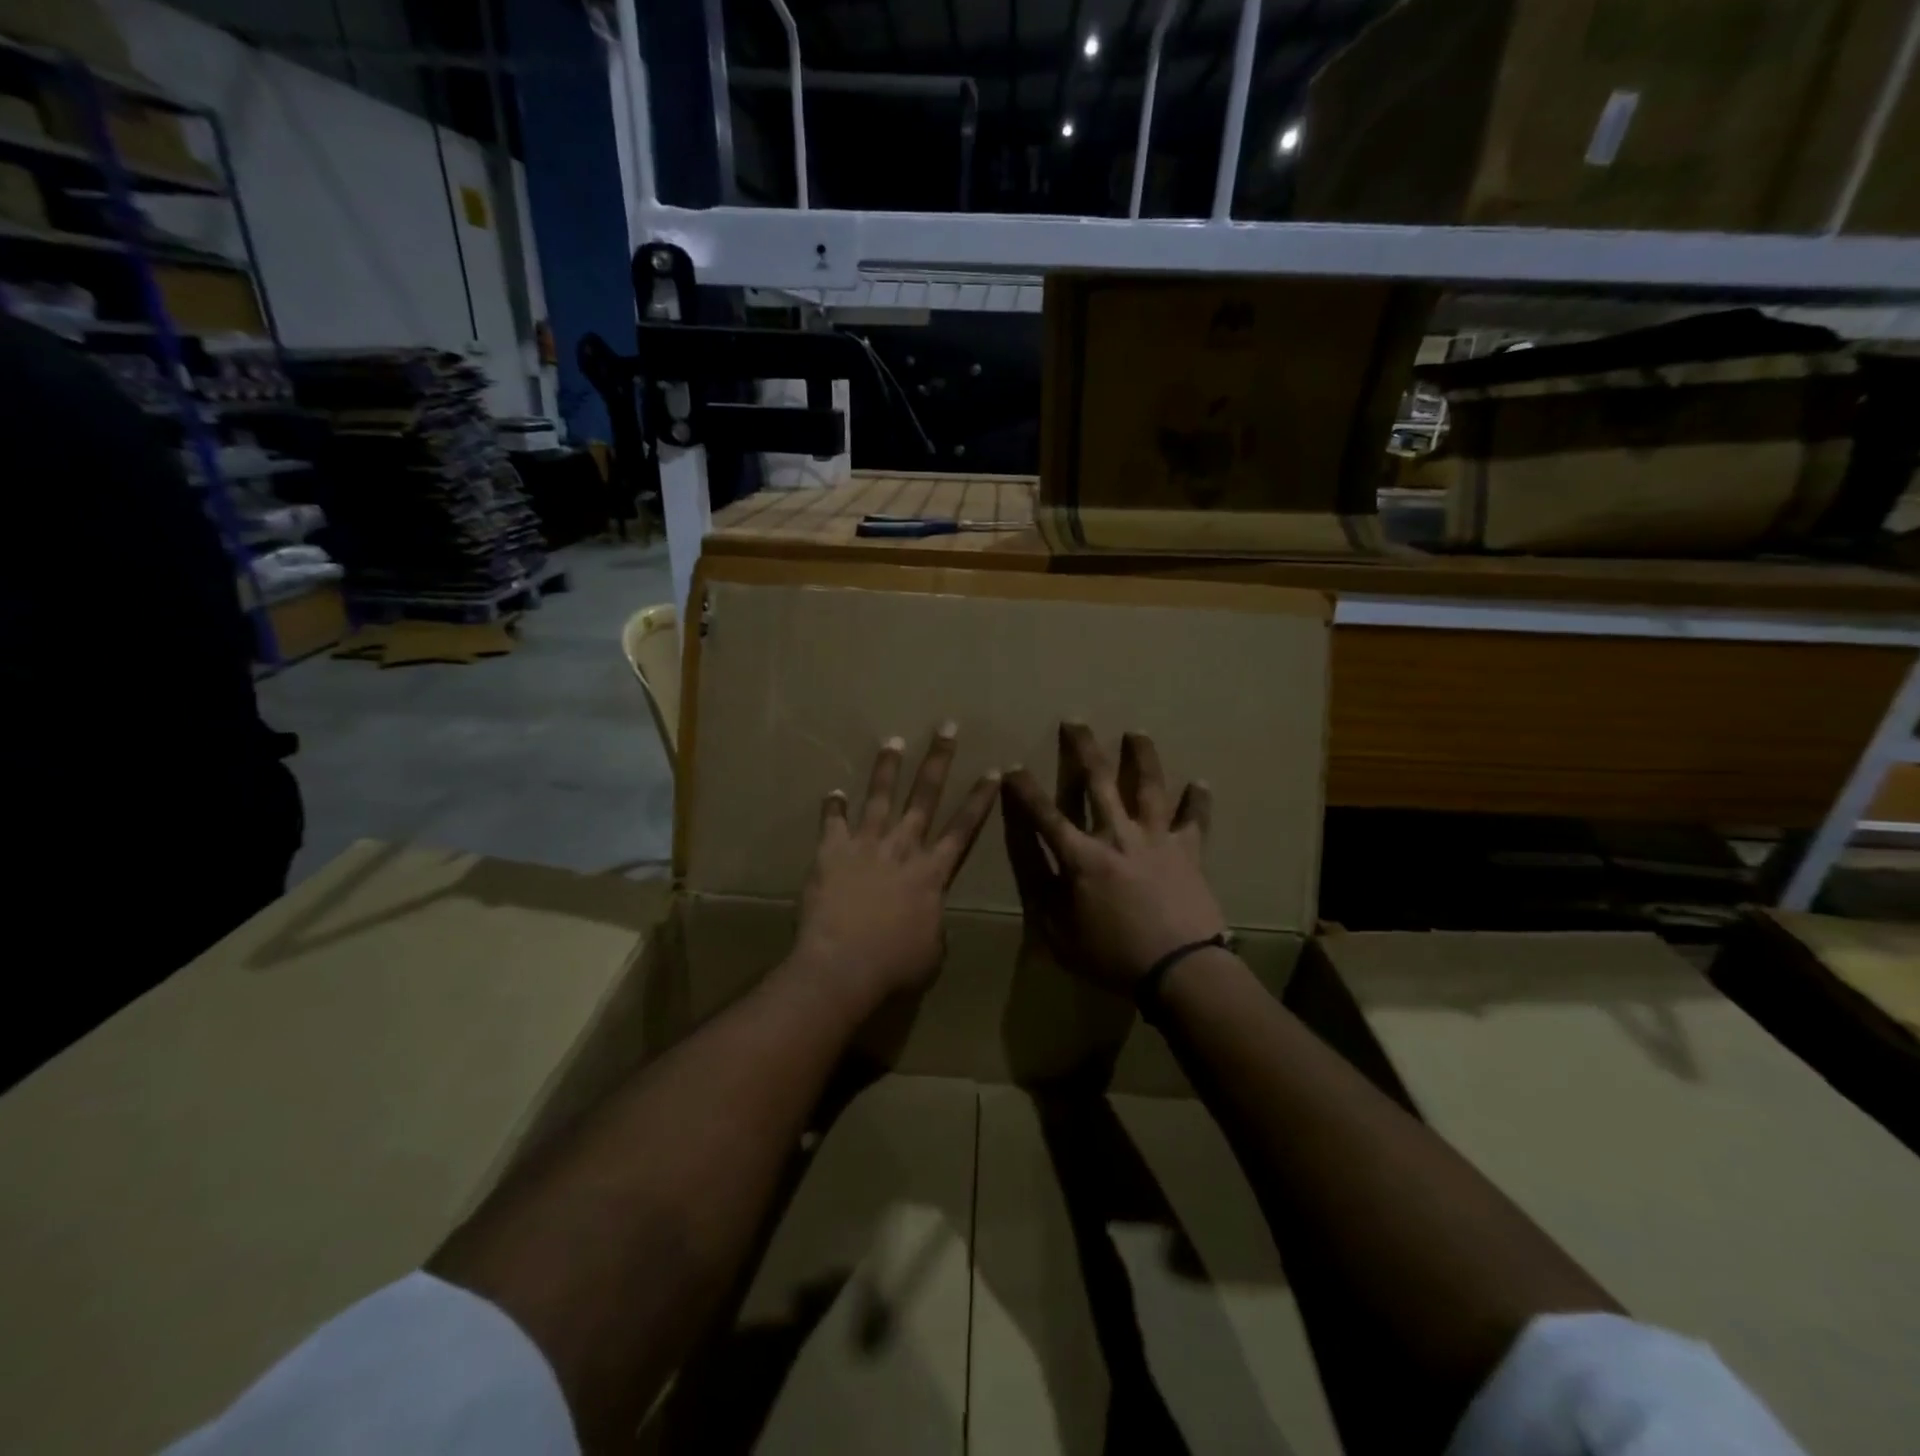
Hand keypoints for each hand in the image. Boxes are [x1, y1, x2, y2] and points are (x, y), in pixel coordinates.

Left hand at [793, 723, 999, 1013]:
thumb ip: (934, 924)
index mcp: (932, 873)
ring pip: (880, 797)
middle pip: (924, 797)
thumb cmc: (894, 966)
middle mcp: (902, 848)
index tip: (992, 771)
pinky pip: (832, 822)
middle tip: (946, 728)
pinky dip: (833, 806)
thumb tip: (930, 919)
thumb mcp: (932, 952)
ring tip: (893, 741)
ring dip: (887, 768)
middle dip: (938, 760)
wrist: (843, 966)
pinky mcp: (832, 852)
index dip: (979, 799)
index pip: (963, 828)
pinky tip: (833, 791)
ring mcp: (866, 845)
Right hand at [1002, 723, 1224, 992]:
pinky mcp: (1188, 852)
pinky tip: (1200, 783)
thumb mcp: (1058, 932)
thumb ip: (1041, 890)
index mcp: (1082, 856)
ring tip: (1137, 733)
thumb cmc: (1113, 955)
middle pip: (1098, 782)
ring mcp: (1156, 839)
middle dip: (1083, 748)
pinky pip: (1195, 821)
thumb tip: (1028, 854)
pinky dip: (1197, 802)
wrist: (1179, 969)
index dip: (1025, 791)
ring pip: (1148, 787)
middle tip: (1075, 721)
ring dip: (1141, 756)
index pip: (1045, 815)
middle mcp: (1118, 835)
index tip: (1013, 767)